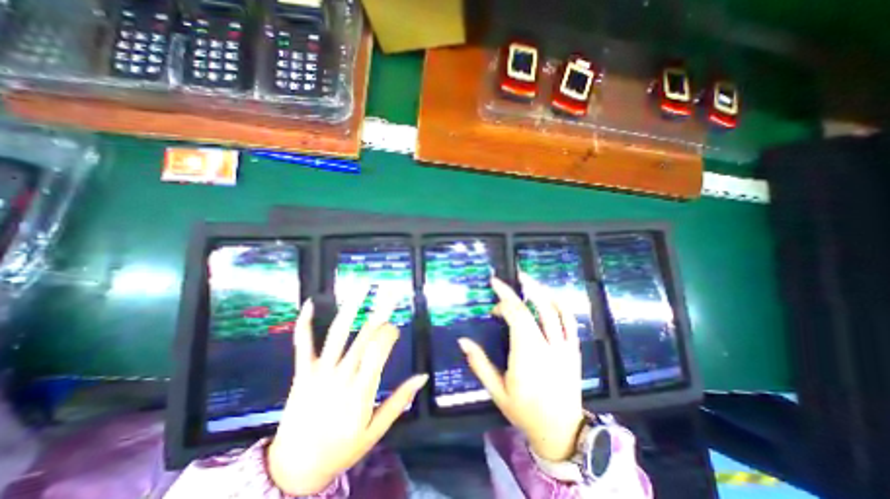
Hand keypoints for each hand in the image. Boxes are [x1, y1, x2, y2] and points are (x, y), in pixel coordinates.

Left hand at [267, 285, 426, 494]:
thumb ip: (399, 401)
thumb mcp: (376, 430)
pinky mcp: (301, 372)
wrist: (293, 470)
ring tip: (364, 286)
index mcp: (362, 390)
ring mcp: (319, 371)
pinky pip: (302, 344)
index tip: (395, 328)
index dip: (390, 332)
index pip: (380, 349)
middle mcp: (342, 375)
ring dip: (352, 306)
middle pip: (365, 335)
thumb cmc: (341, 450)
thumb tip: (423, 376)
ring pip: (339, 332)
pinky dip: (305, 323)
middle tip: (392, 290)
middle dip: (381, 310)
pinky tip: (310, 303)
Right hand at [456, 274, 588, 462]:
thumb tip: (463, 341)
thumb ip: (479, 364)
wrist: (563, 432)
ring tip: (526, 279)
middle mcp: (547, 348)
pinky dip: (559, 303)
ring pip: (554, 310)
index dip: (504, 303)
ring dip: (539, 290)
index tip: (493, 302)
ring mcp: (564, 347)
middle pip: (532, 310)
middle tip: (505, 279)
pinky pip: (569, 320)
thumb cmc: (525, 412)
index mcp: (527, 357)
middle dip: (517, 291)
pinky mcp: (574, 349)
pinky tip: (548, 295)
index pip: (516, 317)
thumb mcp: (497, 392)